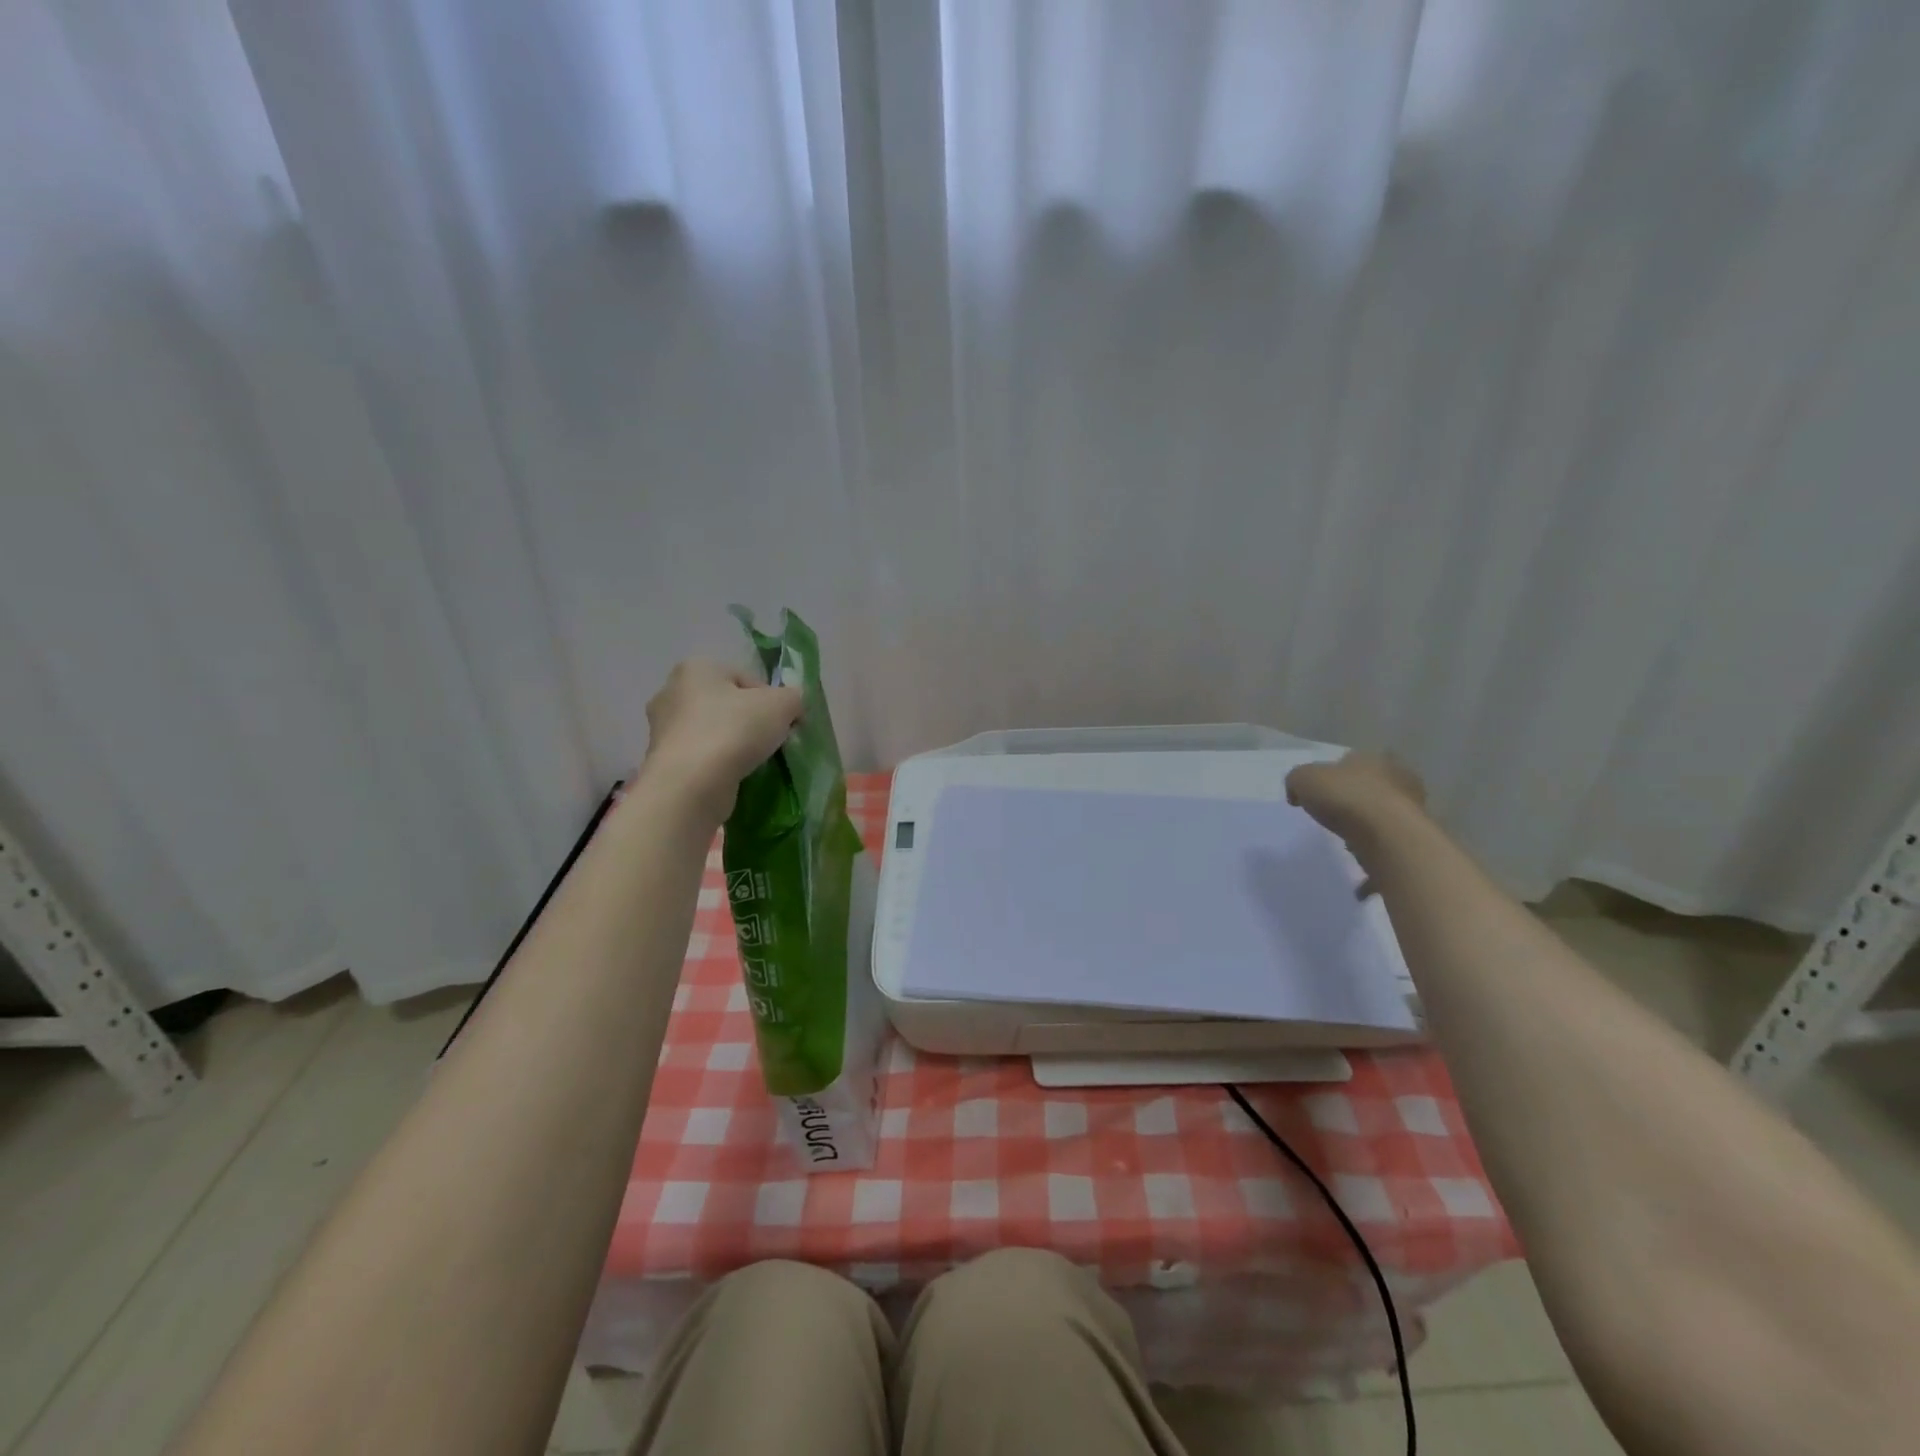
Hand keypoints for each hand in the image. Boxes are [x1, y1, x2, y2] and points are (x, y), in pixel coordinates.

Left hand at [640, 660, 803, 820]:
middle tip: (770, 743)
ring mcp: (661, 728)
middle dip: (749, 722)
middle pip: (726, 704)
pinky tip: (731, 777)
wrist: (692, 785)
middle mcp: (671, 691)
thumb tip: (793, 705)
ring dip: (733, 744)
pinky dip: (716, 765)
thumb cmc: (735, 731)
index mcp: (697, 668)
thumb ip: (794, 698)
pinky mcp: (661, 761)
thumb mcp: (782, 705)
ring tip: (752, 763)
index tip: (783, 724)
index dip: (771, 701)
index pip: (746, 679)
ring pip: (712, 731)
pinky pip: (700, 756)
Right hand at [1286, 751, 1427, 872]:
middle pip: (1372, 790)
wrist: (1390, 838)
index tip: (1318, 793)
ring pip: (1385, 820)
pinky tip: (1358, 881)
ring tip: (1346, 846)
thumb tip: (1298, 793)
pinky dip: (1375, 865)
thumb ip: (1297, 782)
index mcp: (1375, 760)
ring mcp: (1413, 813)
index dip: (1334, 776)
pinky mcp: (1416, 843)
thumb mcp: (1304, 779)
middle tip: (1333, 817)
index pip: (1353, 761)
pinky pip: (1390, 853)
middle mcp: (1399, 782)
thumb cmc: (1346, 798)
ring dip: (1368, 831)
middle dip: (1355, 802)